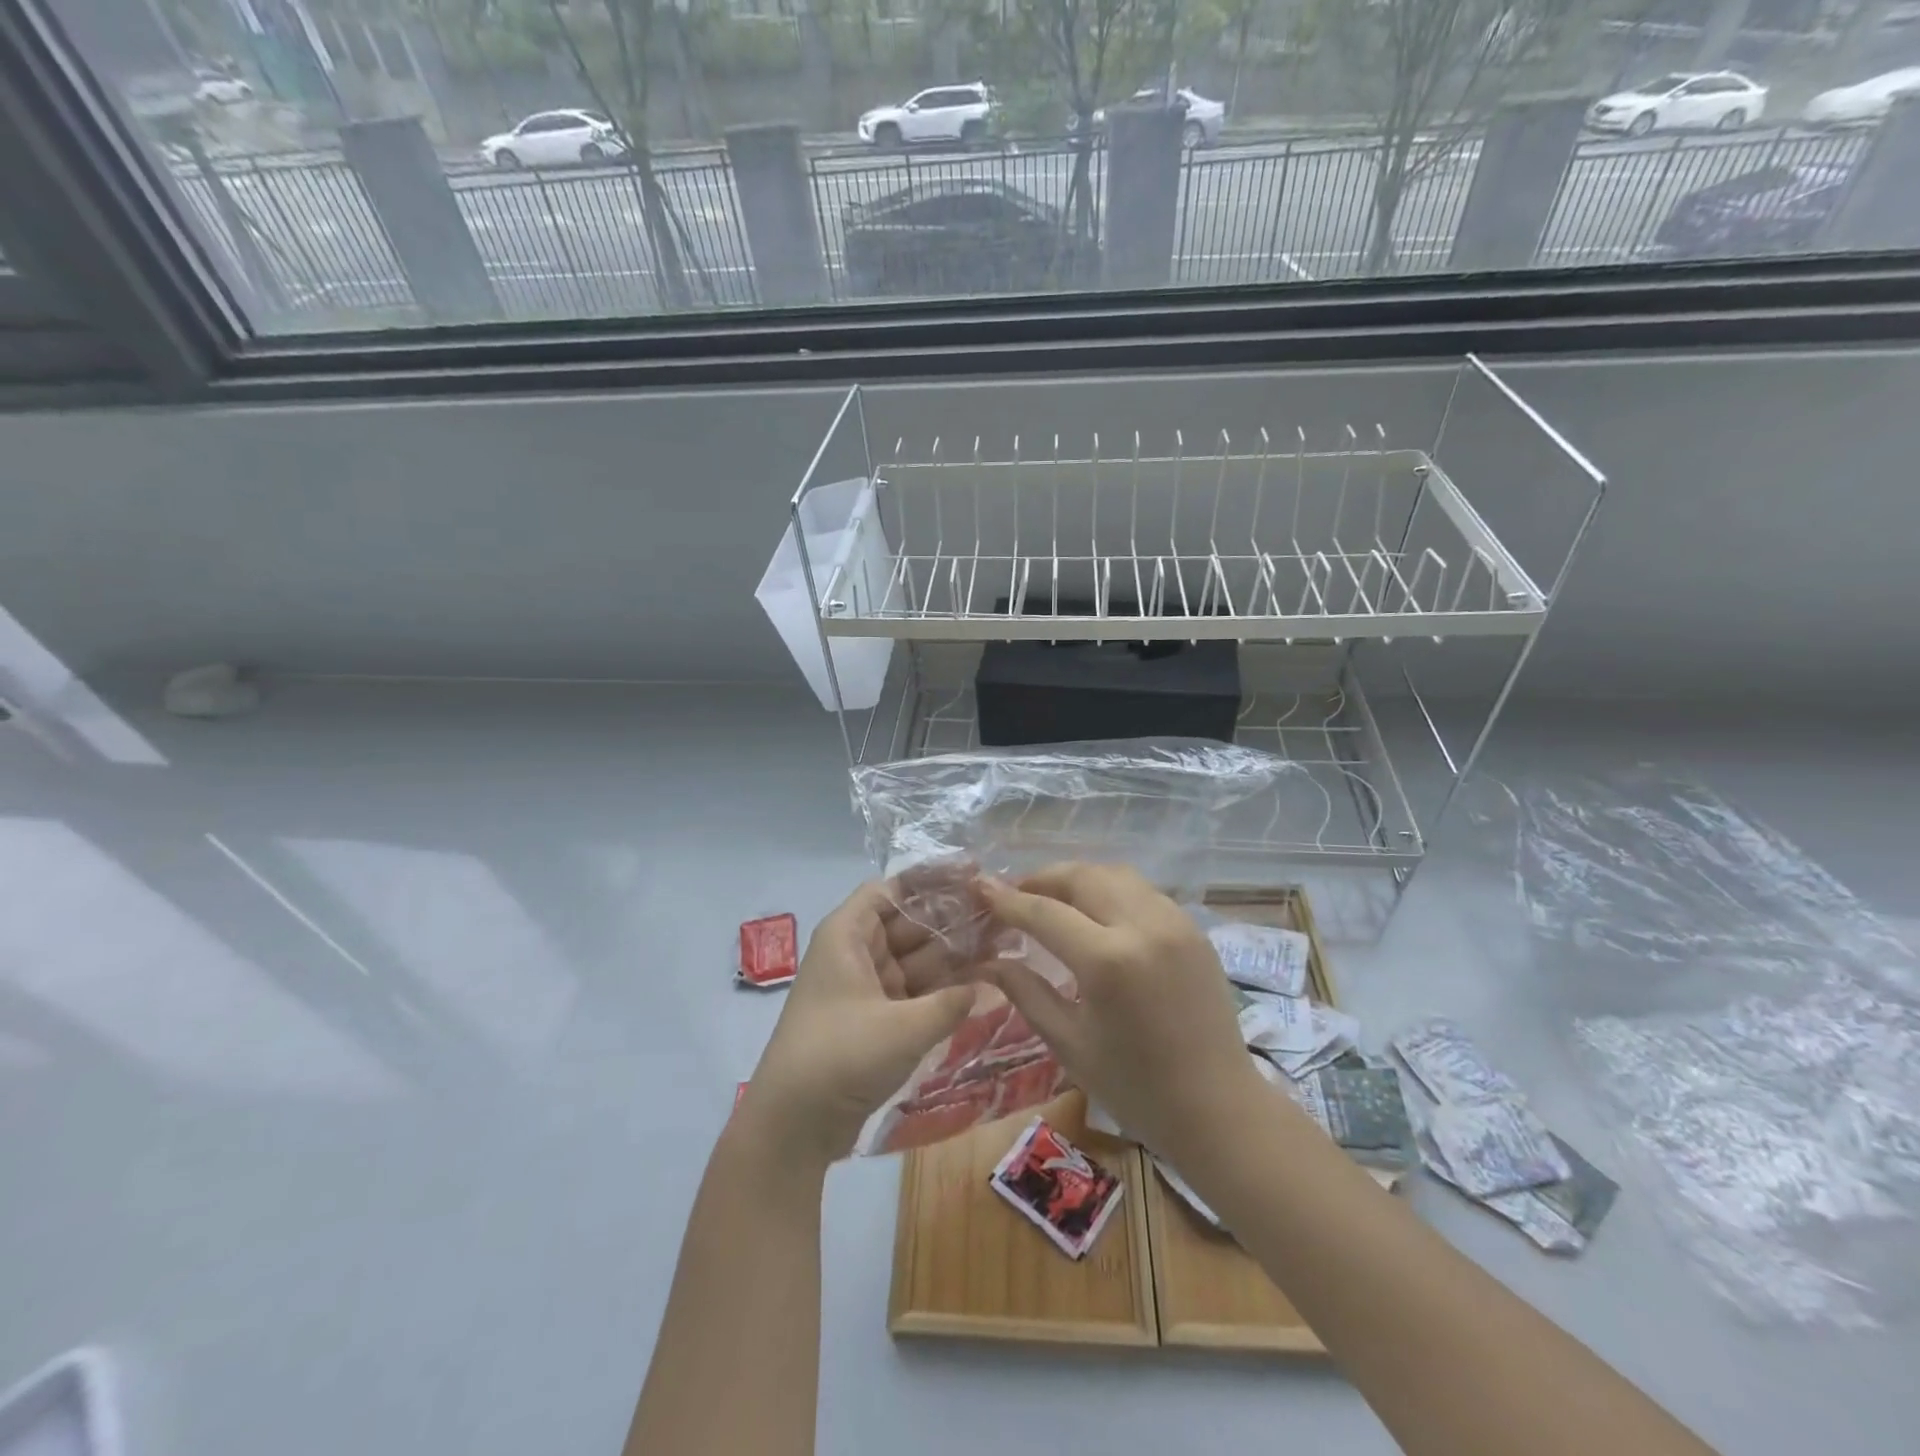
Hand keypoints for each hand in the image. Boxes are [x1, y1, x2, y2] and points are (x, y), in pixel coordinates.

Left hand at [742, 882, 977, 1165]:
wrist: (792, 1126)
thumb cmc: (841, 1057)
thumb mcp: (903, 1028)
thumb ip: (950, 1002)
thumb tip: (983, 985)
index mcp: (848, 934)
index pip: (893, 889)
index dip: (932, 879)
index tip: (975, 874)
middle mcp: (856, 952)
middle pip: (909, 922)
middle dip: (953, 919)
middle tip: (1002, 913)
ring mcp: (865, 987)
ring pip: (916, 957)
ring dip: (953, 954)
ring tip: (1003, 943)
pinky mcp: (874, 1019)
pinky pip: (914, 990)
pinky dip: (942, 988)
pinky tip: (981, 984)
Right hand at [981, 863, 1258, 1159]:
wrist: (1219, 1108)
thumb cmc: (1135, 1088)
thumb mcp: (1069, 1042)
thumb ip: (1025, 991)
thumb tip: (987, 961)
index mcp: (1107, 961)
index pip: (1045, 912)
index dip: (1006, 899)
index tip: (979, 888)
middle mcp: (1143, 927)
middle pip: (1081, 876)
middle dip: (1041, 878)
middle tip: (1015, 895)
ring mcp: (1174, 922)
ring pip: (1115, 874)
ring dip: (1077, 878)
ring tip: (1053, 899)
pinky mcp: (1193, 929)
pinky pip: (1142, 891)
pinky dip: (1111, 890)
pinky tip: (1097, 914)